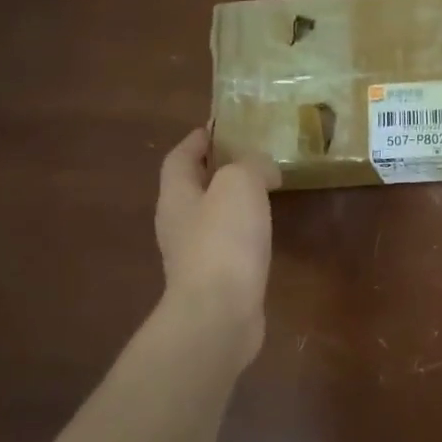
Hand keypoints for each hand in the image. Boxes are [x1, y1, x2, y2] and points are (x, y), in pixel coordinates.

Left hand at [156, 128, 278, 359]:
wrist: (219, 314)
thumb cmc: (224, 241)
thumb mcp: (240, 185)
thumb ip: (252, 166)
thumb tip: (263, 169)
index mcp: (176, 196)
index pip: (179, 157)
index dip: (196, 140)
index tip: (218, 127)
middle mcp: (178, 224)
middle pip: (192, 187)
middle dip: (215, 170)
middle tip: (249, 157)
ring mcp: (194, 256)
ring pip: (211, 217)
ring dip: (231, 202)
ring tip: (263, 191)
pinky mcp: (215, 281)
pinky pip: (228, 245)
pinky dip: (244, 232)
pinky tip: (265, 233)